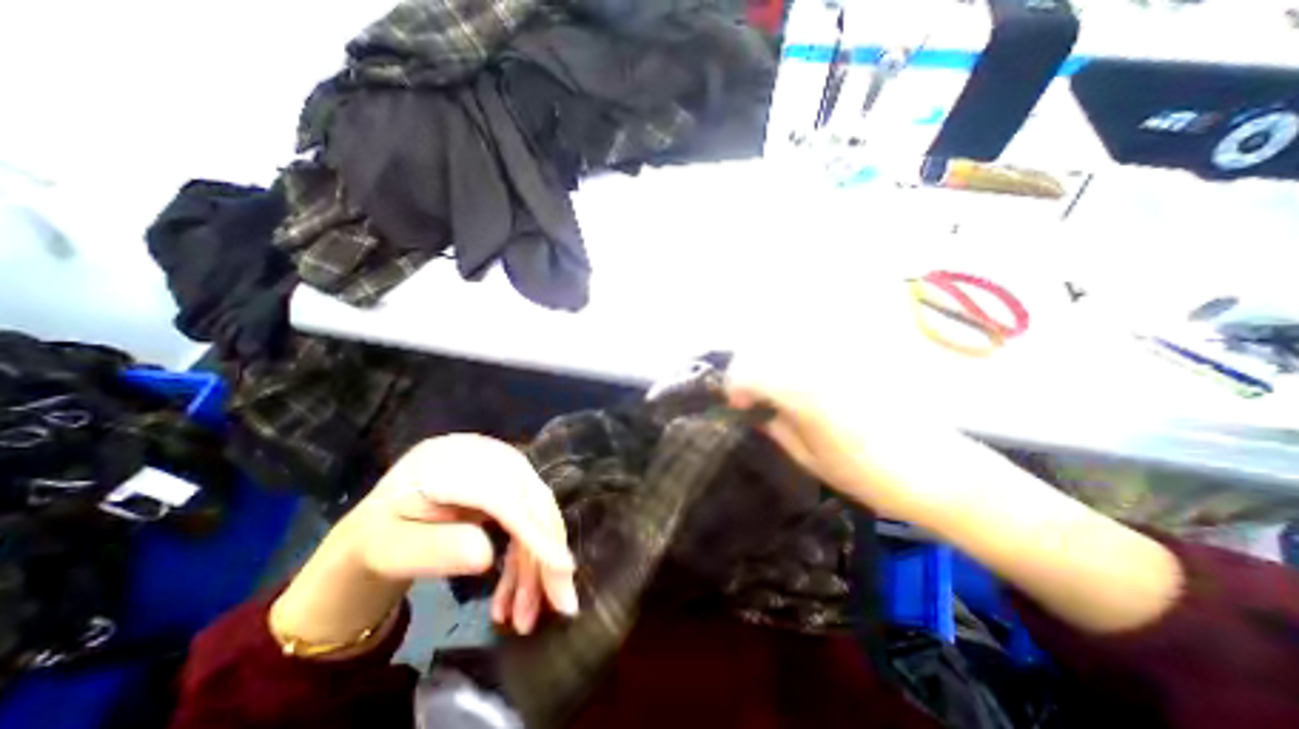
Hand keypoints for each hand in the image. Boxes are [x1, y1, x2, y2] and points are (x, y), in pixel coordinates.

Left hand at [273, 434, 577, 654]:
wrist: (379, 526)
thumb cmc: (375, 539)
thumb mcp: (385, 549)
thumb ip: (429, 549)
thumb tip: (486, 557)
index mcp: (447, 462)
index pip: (501, 495)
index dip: (532, 529)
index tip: (563, 567)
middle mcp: (484, 455)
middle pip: (530, 500)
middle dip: (546, 555)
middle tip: (560, 605)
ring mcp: (500, 465)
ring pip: (538, 512)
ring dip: (538, 563)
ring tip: (525, 616)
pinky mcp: (510, 482)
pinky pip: (531, 517)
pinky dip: (530, 556)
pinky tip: (516, 592)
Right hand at [725, 341, 967, 522]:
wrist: (940, 473)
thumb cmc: (870, 478)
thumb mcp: (811, 460)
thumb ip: (777, 429)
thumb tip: (756, 412)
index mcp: (805, 394)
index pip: (751, 371)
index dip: (735, 386)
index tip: (736, 406)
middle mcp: (819, 365)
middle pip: (765, 349)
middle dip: (747, 371)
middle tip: (750, 398)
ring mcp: (839, 358)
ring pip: (787, 343)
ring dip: (769, 363)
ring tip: (771, 390)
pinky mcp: (855, 358)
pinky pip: (812, 348)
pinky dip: (794, 361)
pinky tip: (798, 383)